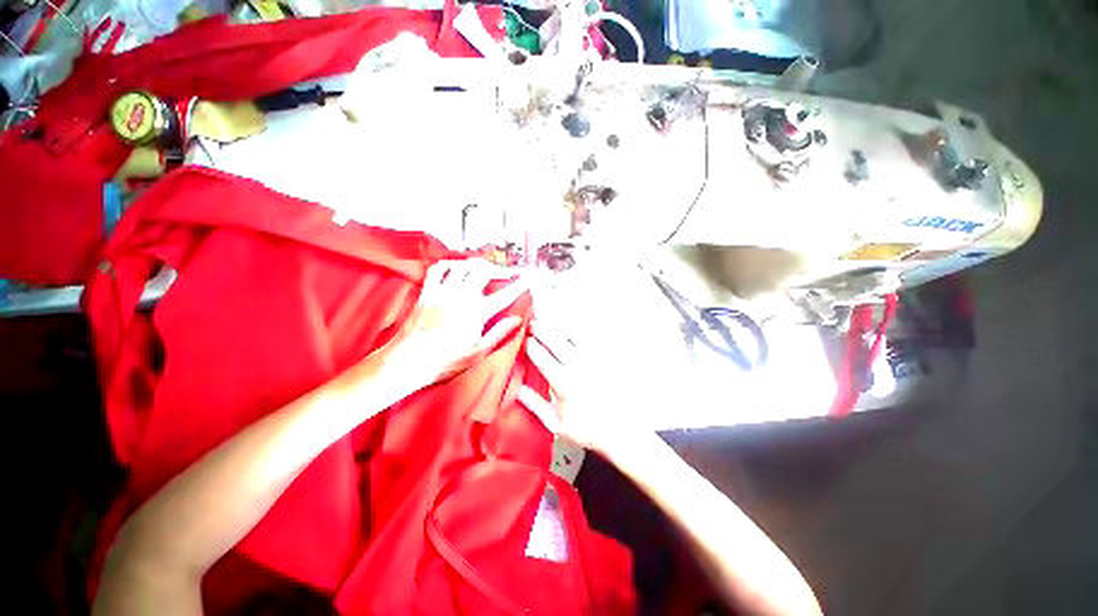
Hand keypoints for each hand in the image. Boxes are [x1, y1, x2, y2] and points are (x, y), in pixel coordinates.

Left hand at [380, 259, 529, 388]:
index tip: (529, 277)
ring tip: (485, 269)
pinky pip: (438, 269)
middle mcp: (460, 298)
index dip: (519, 284)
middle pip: (482, 271)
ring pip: (463, 266)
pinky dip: (450, 264)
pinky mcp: (427, 293)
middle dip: (498, 269)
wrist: (406, 362)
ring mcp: (442, 293)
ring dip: (477, 264)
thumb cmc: (442, 362)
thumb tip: (517, 320)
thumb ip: (498, 333)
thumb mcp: (477, 353)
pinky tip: (456, 268)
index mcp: (475, 314)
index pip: (504, 295)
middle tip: (506, 274)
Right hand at [518, 319, 640, 454]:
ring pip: (572, 334)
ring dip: (558, 327)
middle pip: (554, 339)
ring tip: (550, 325)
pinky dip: (578, 332)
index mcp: (563, 382)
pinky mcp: (606, 357)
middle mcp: (578, 366)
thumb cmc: (590, 430)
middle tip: (533, 325)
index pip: (540, 356)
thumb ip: (536, 406)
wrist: (622, 429)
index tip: (524, 340)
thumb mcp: (557, 425)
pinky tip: (572, 331)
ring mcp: (594, 359)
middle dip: (540, 329)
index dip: (529, 344)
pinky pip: (590, 338)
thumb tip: (518, 391)